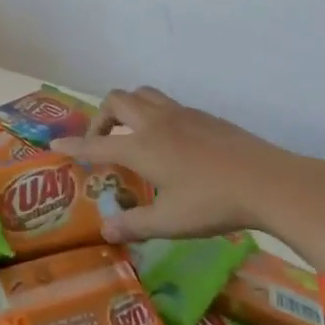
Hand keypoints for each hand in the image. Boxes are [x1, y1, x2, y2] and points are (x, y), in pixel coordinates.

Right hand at [53, 86, 324, 244]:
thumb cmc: (213, 204)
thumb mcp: (170, 222)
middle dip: (100, 118)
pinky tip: (170, 141)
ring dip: (128, 107)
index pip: (97, 144)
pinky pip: (167, 104)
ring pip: (142, 94)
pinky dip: (155, 114)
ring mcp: (181, 115)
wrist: (268, 181)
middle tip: (103, 141)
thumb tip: (105, 230)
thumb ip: (135, 225)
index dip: (73, 145)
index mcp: (142, 147)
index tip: (55, 144)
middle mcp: (155, 123)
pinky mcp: (204, 116)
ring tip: (132, 133)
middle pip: (116, 101)